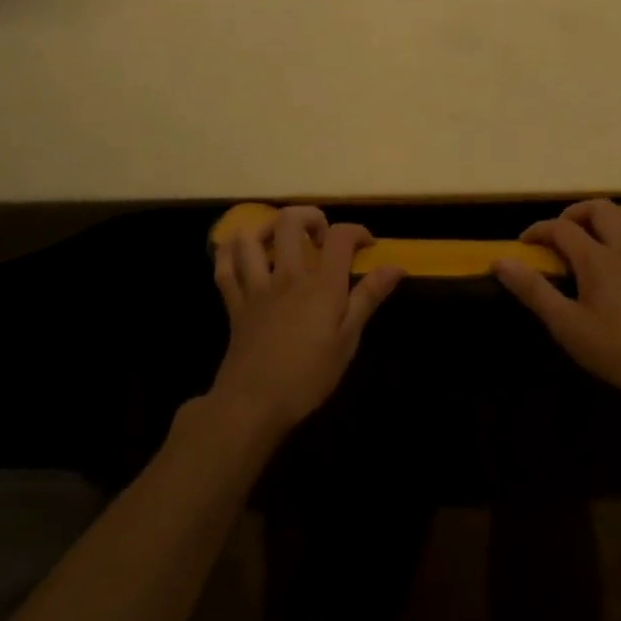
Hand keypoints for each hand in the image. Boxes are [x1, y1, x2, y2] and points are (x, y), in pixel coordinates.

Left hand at [209, 206, 404, 437]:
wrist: (253, 404)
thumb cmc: (308, 376)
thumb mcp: (348, 340)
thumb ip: (369, 297)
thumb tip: (396, 267)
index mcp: (321, 284)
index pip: (341, 236)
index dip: (357, 231)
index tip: (367, 245)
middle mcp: (288, 276)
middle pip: (291, 222)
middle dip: (310, 217)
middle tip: (321, 236)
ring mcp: (256, 287)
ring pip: (251, 239)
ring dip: (265, 228)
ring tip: (280, 238)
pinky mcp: (235, 304)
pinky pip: (224, 269)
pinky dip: (228, 253)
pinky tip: (239, 252)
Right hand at [494, 200, 620, 404]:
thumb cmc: (613, 350)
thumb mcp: (565, 324)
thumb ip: (533, 290)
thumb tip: (500, 261)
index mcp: (597, 258)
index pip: (562, 228)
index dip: (540, 230)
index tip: (525, 243)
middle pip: (602, 209)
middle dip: (578, 213)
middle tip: (564, 232)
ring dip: (618, 219)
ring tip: (603, 235)